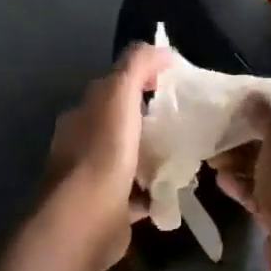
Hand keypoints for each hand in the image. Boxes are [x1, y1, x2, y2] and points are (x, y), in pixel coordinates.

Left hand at [44, 43, 171, 270]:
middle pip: (121, 124)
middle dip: (150, 120)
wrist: (85, 220)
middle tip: (187, 120)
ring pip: (130, 158)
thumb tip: (161, 50)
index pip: (113, 88)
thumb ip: (136, 66)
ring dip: (153, 156)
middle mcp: (83, 143)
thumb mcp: (119, 95)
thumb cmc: (102, 154)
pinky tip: (176, 189)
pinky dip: (154, 190)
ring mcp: (94, 178)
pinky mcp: (109, 209)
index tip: (176, 84)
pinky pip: (137, 194)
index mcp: (83, 114)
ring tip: (187, 153)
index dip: (143, 80)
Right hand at [211, 98, 270, 270]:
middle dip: (248, 139)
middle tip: (219, 136)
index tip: (243, 104)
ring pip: (269, 169)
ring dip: (241, 164)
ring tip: (213, 161)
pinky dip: (244, 186)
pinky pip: (263, 194)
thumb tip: (253, 98)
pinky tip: (222, 182)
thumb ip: (266, 115)